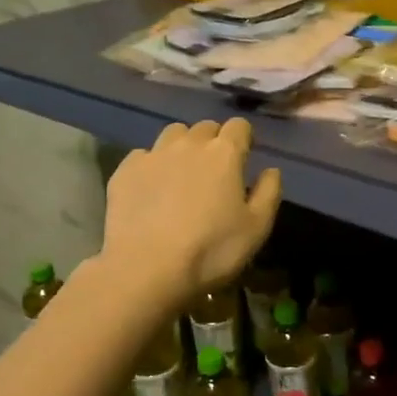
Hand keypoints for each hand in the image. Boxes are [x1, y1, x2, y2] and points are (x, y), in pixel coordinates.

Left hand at [102, 119, 282, 302]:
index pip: (239, 126)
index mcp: (224, 154)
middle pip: (205, 128)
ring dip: (182, 146)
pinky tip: (152, 189)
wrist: (146, 269)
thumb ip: (269, 192)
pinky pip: (143, 155)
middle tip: (214, 171)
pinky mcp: (125, 171)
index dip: (243, 138)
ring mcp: (153, 155)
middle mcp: (189, 144)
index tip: (244, 157)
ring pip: (173, 134)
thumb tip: (271, 170)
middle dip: (213, 141)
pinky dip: (152, 165)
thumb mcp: (256, 228)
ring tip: (182, 174)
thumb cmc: (211, 251)